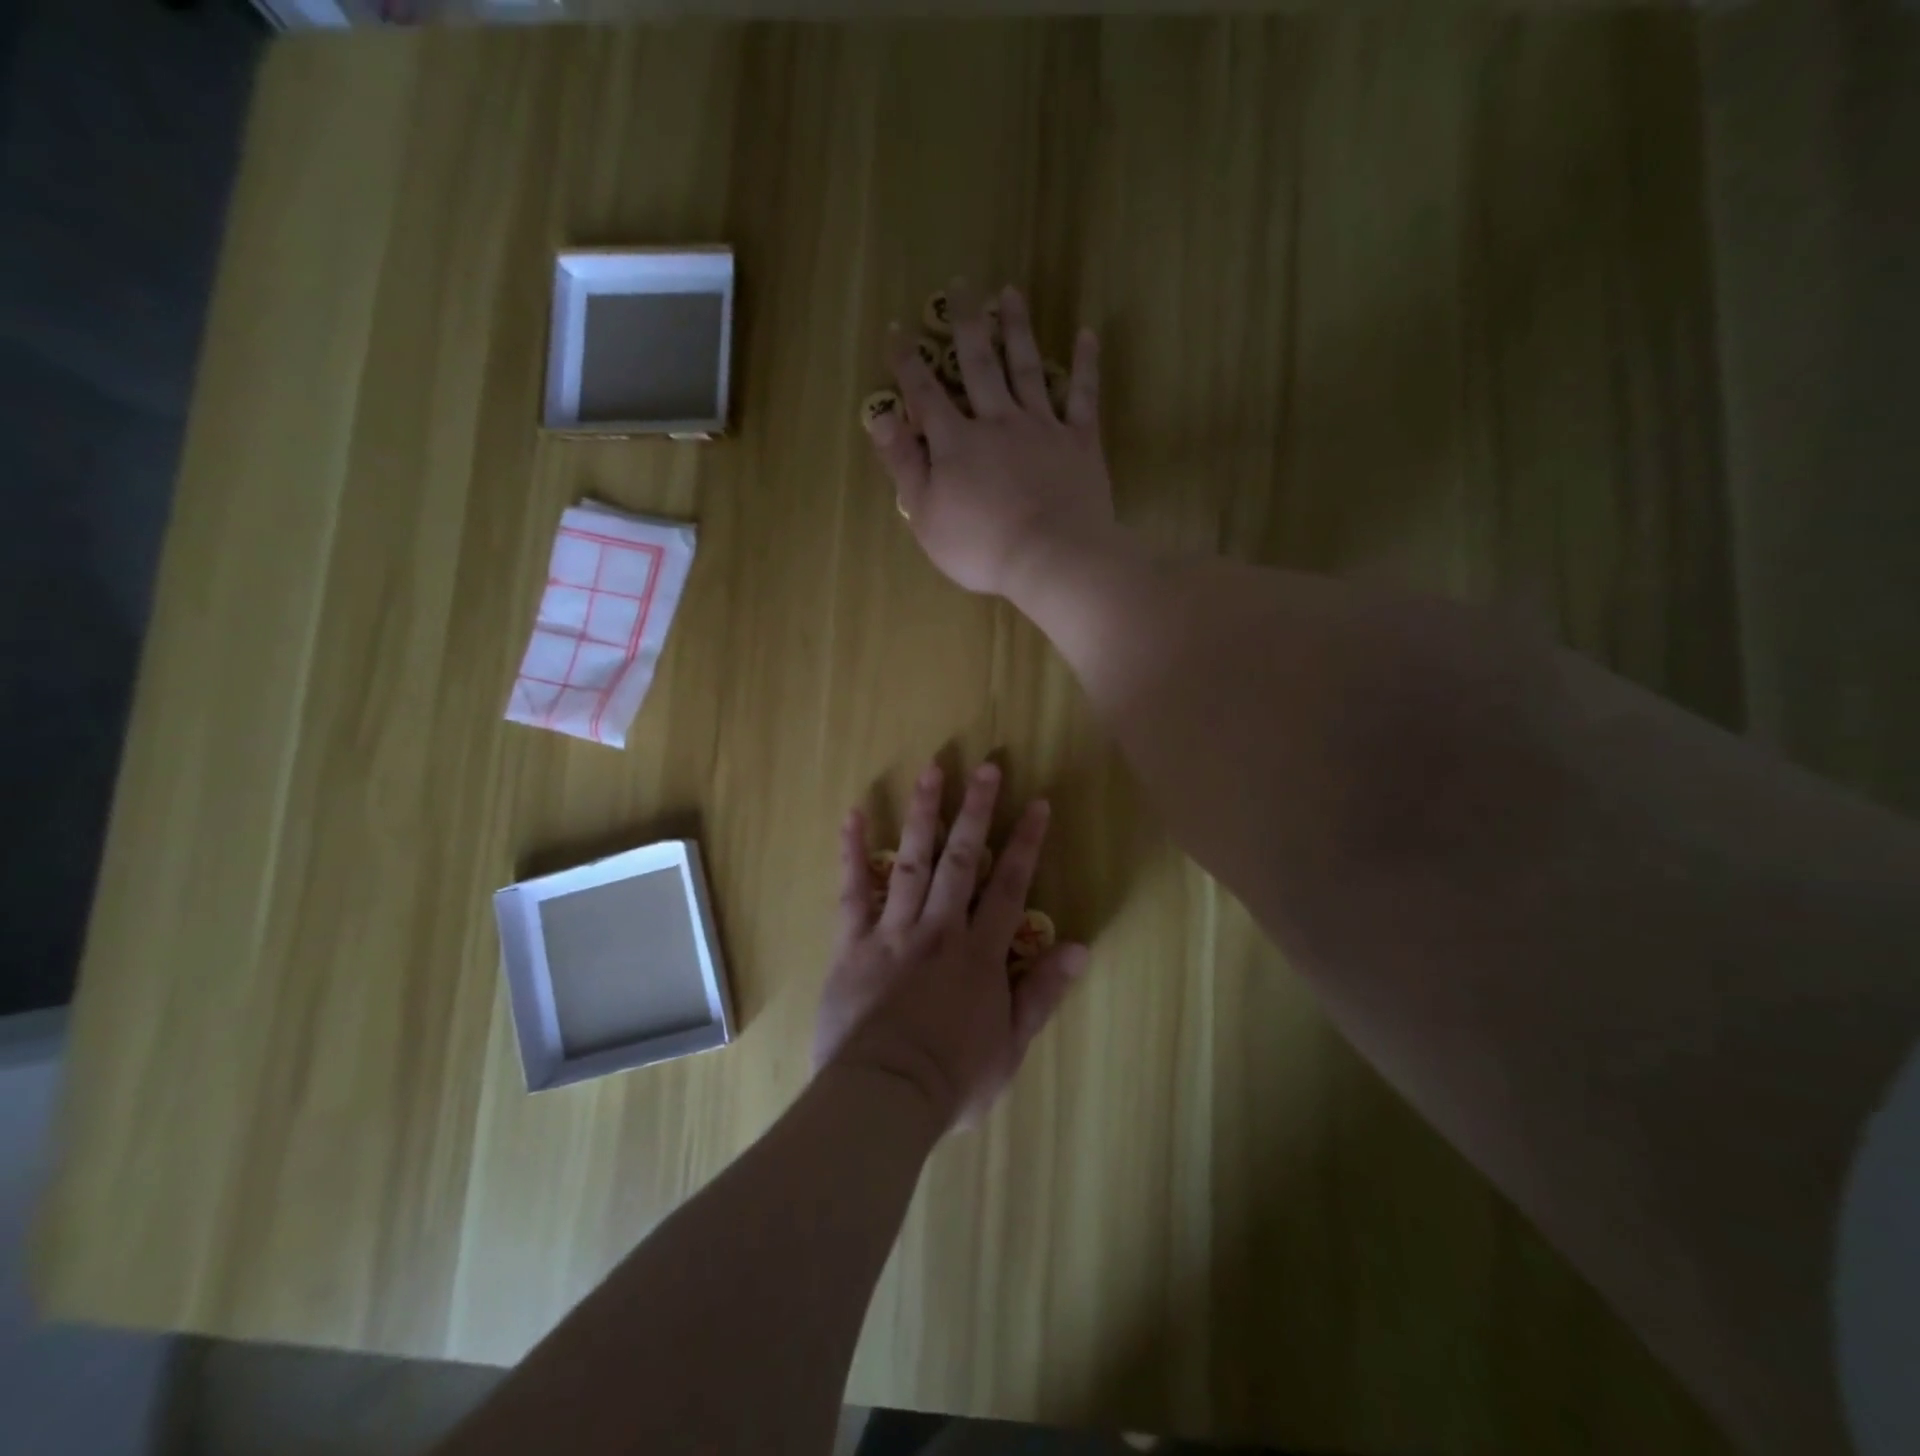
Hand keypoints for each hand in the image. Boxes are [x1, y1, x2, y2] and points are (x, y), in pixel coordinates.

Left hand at [811, 762, 1089, 1130]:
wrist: (884, 1096)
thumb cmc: (953, 1079)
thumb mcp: (1011, 1048)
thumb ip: (1043, 994)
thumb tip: (1080, 947)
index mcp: (980, 954)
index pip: (1009, 887)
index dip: (1026, 844)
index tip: (1037, 804)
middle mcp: (940, 929)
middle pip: (962, 860)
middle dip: (978, 811)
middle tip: (987, 767)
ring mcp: (894, 931)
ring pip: (912, 862)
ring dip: (924, 814)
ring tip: (932, 771)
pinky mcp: (853, 943)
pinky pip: (852, 891)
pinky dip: (852, 852)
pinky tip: (854, 814)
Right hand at [867, 282, 1115, 597]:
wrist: (1051, 557)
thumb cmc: (981, 547)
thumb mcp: (926, 515)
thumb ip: (904, 465)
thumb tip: (879, 419)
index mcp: (956, 443)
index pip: (925, 394)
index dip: (907, 363)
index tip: (897, 330)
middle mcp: (997, 422)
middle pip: (978, 364)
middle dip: (966, 323)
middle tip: (962, 283)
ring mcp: (1042, 427)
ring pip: (1026, 367)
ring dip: (1017, 328)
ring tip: (1010, 293)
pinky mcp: (1079, 442)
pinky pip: (1083, 396)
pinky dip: (1085, 364)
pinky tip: (1087, 334)